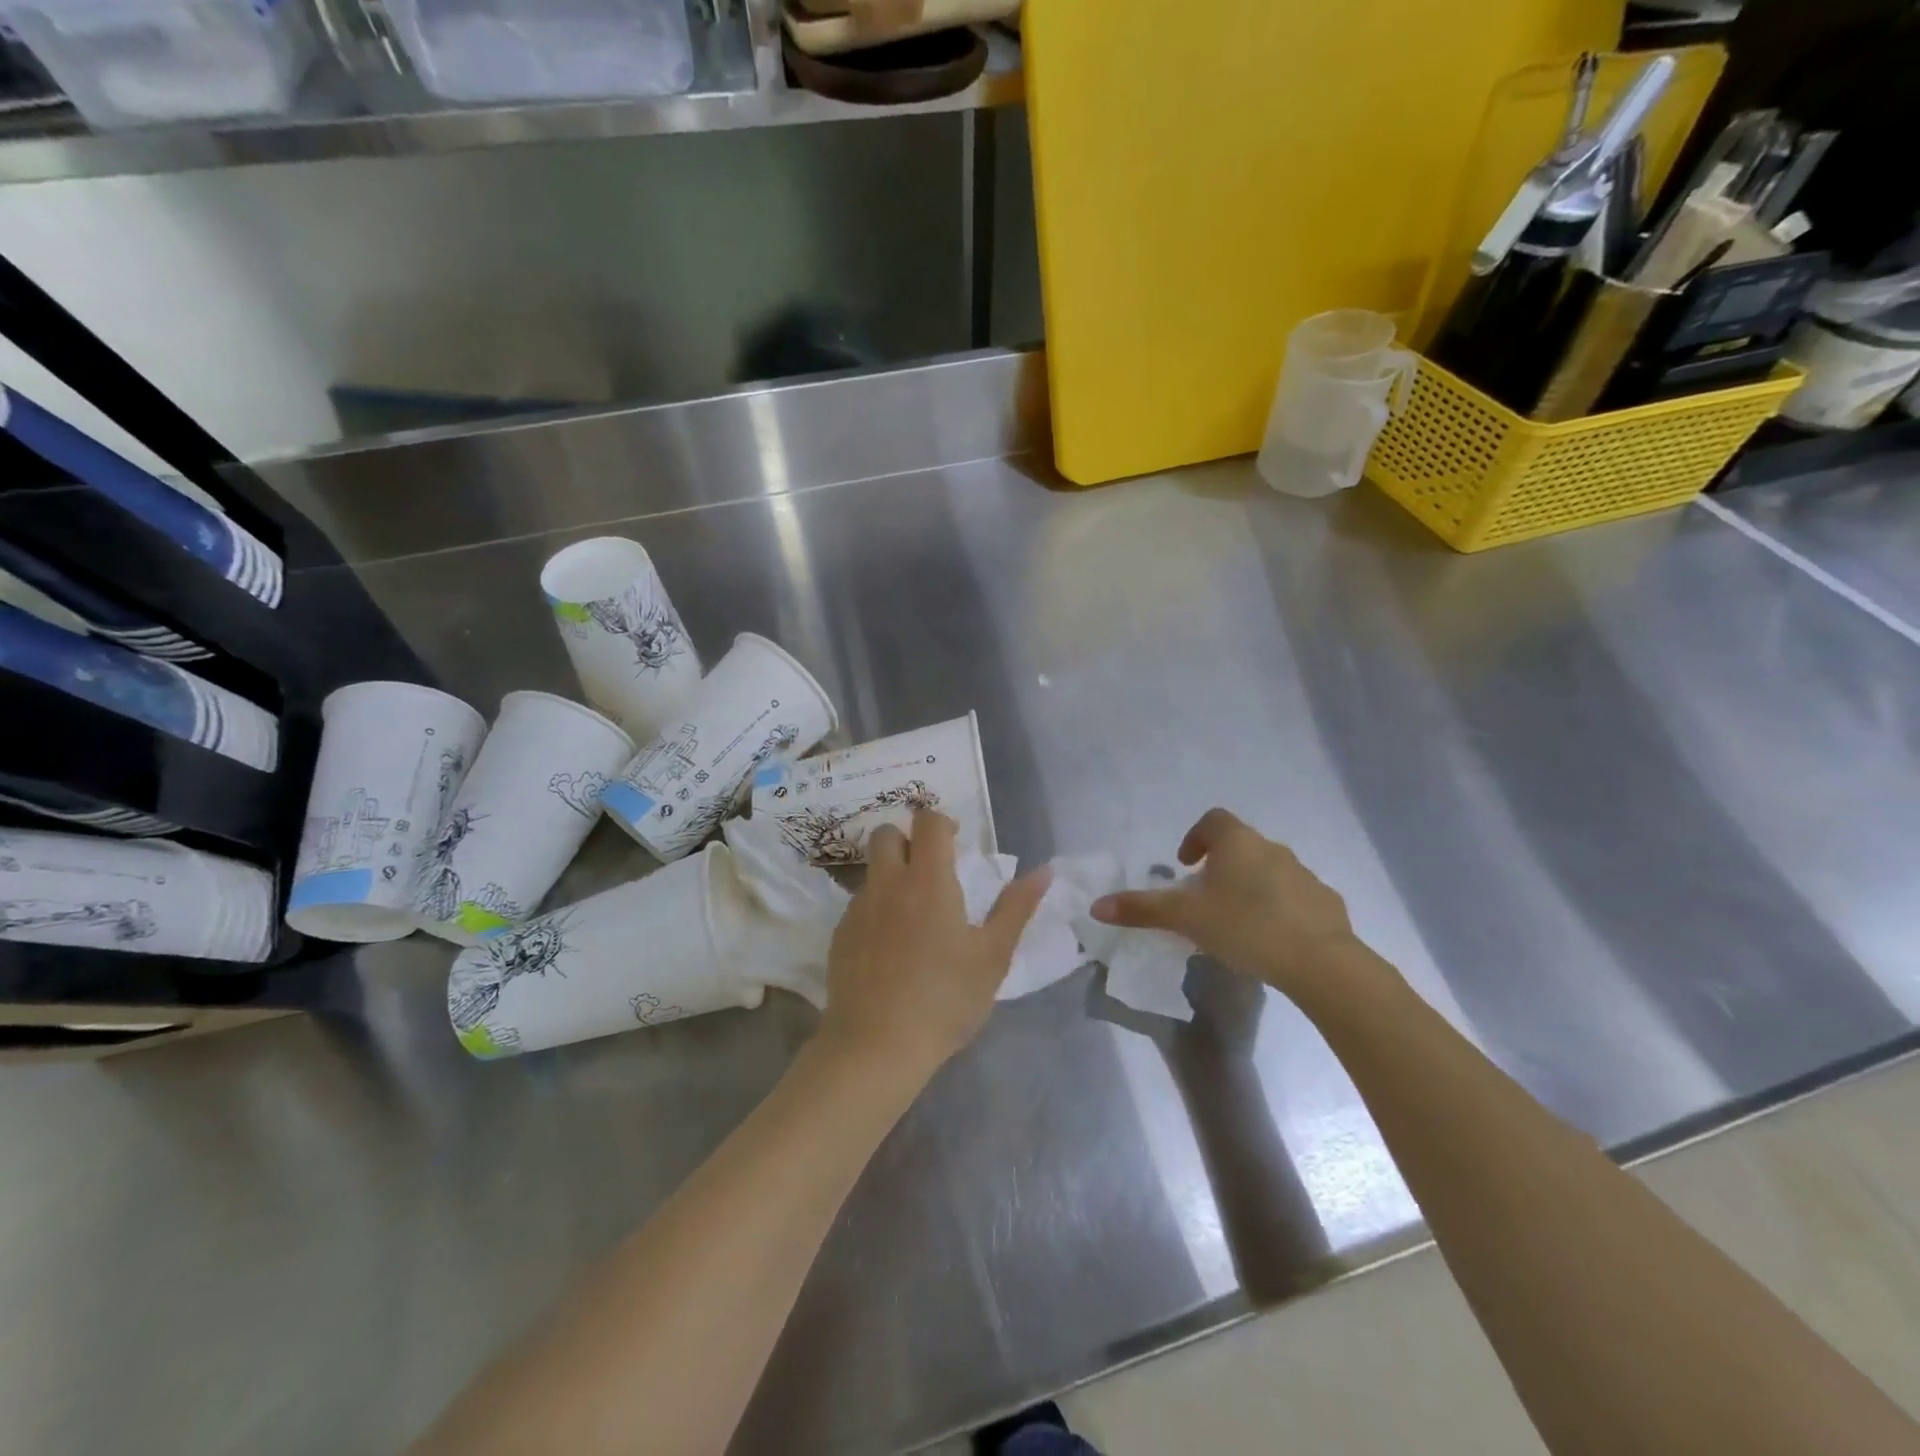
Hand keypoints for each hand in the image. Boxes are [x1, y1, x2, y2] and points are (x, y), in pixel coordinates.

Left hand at [818, 809, 1050, 1079]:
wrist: (876, 1045)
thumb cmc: (945, 999)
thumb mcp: (993, 956)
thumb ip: (1016, 908)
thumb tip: (1043, 871)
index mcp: (928, 881)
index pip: (927, 822)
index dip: (941, 822)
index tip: (956, 842)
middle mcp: (888, 884)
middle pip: (886, 834)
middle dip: (907, 839)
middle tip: (930, 870)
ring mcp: (858, 908)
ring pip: (871, 870)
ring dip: (891, 875)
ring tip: (913, 914)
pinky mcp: (840, 935)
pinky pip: (858, 904)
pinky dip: (876, 909)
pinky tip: (890, 947)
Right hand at [1091, 809, 1378, 1004]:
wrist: (1320, 962)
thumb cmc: (1245, 927)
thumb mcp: (1186, 919)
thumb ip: (1142, 909)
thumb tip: (1097, 906)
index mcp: (1238, 843)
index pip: (1213, 820)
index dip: (1195, 837)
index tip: (1185, 865)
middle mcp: (1272, 849)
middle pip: (1241, 846)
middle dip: (1221, 867)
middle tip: (1205, 899)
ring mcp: (1304, 875)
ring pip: (1269, 871)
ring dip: (1251, 887)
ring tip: (1236, 922)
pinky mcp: (1326, 903)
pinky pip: (1296, 897)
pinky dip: (1280, 909)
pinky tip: (1272, 939)